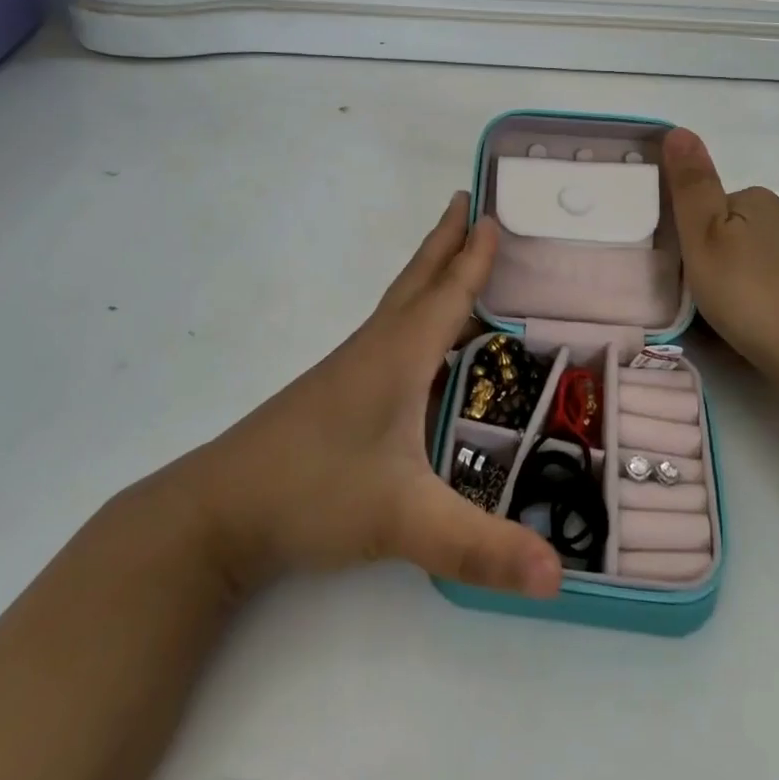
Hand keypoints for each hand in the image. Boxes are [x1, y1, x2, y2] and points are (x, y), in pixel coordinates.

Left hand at [176, 194, 562, 600]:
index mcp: (398, 357)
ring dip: (429, 274)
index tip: (491, 213)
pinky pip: (389, 333)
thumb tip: (559, 577)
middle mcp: (375, 350)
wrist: (219, 509)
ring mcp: (351, 369)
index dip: (473, 256)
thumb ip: (482, 550)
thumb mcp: (404, 522)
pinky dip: (414, 312)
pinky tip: (417, 339)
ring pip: (400, 306)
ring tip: (454, 258)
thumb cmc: (314, 494)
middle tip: (467, 202)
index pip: (447, 294)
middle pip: (417, 281)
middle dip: (446, 241)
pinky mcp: (337, 392)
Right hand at [662, 129, 778, 388]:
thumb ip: (690, 186)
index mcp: (758, 200)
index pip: (708, 205)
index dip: (688, 235)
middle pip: (730, 233)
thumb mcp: (704, 237)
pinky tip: (754, 330)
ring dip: (734, 284)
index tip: (682, 269)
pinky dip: (758, 304)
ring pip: (752, 262)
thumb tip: (678, 129)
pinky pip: (773, 288)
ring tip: (724, 320)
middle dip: (711, 260)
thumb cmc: (753, 294)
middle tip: (697, 297)